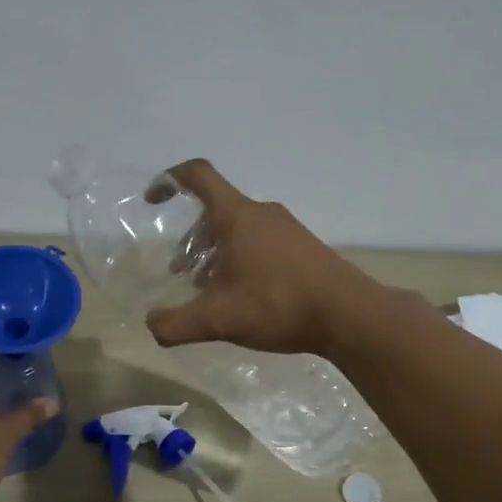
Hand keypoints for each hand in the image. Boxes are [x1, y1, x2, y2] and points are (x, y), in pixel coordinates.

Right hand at [143, 159, 380, 357]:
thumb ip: (176, 324)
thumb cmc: (277, 304)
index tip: (153, 200)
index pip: (198, 176)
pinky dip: (240, 259)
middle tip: (181, 272)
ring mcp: (286, 228)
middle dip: (191, 238)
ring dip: (215, 252)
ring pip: (238, 229)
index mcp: (237, 216)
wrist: (349, 315)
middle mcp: (261, 213)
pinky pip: (259, 242)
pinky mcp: (302, 247)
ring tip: (209, 289)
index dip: (170, 180)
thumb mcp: (218, 319)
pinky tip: (242, 296)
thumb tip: (152, 325)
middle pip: (215, 210)